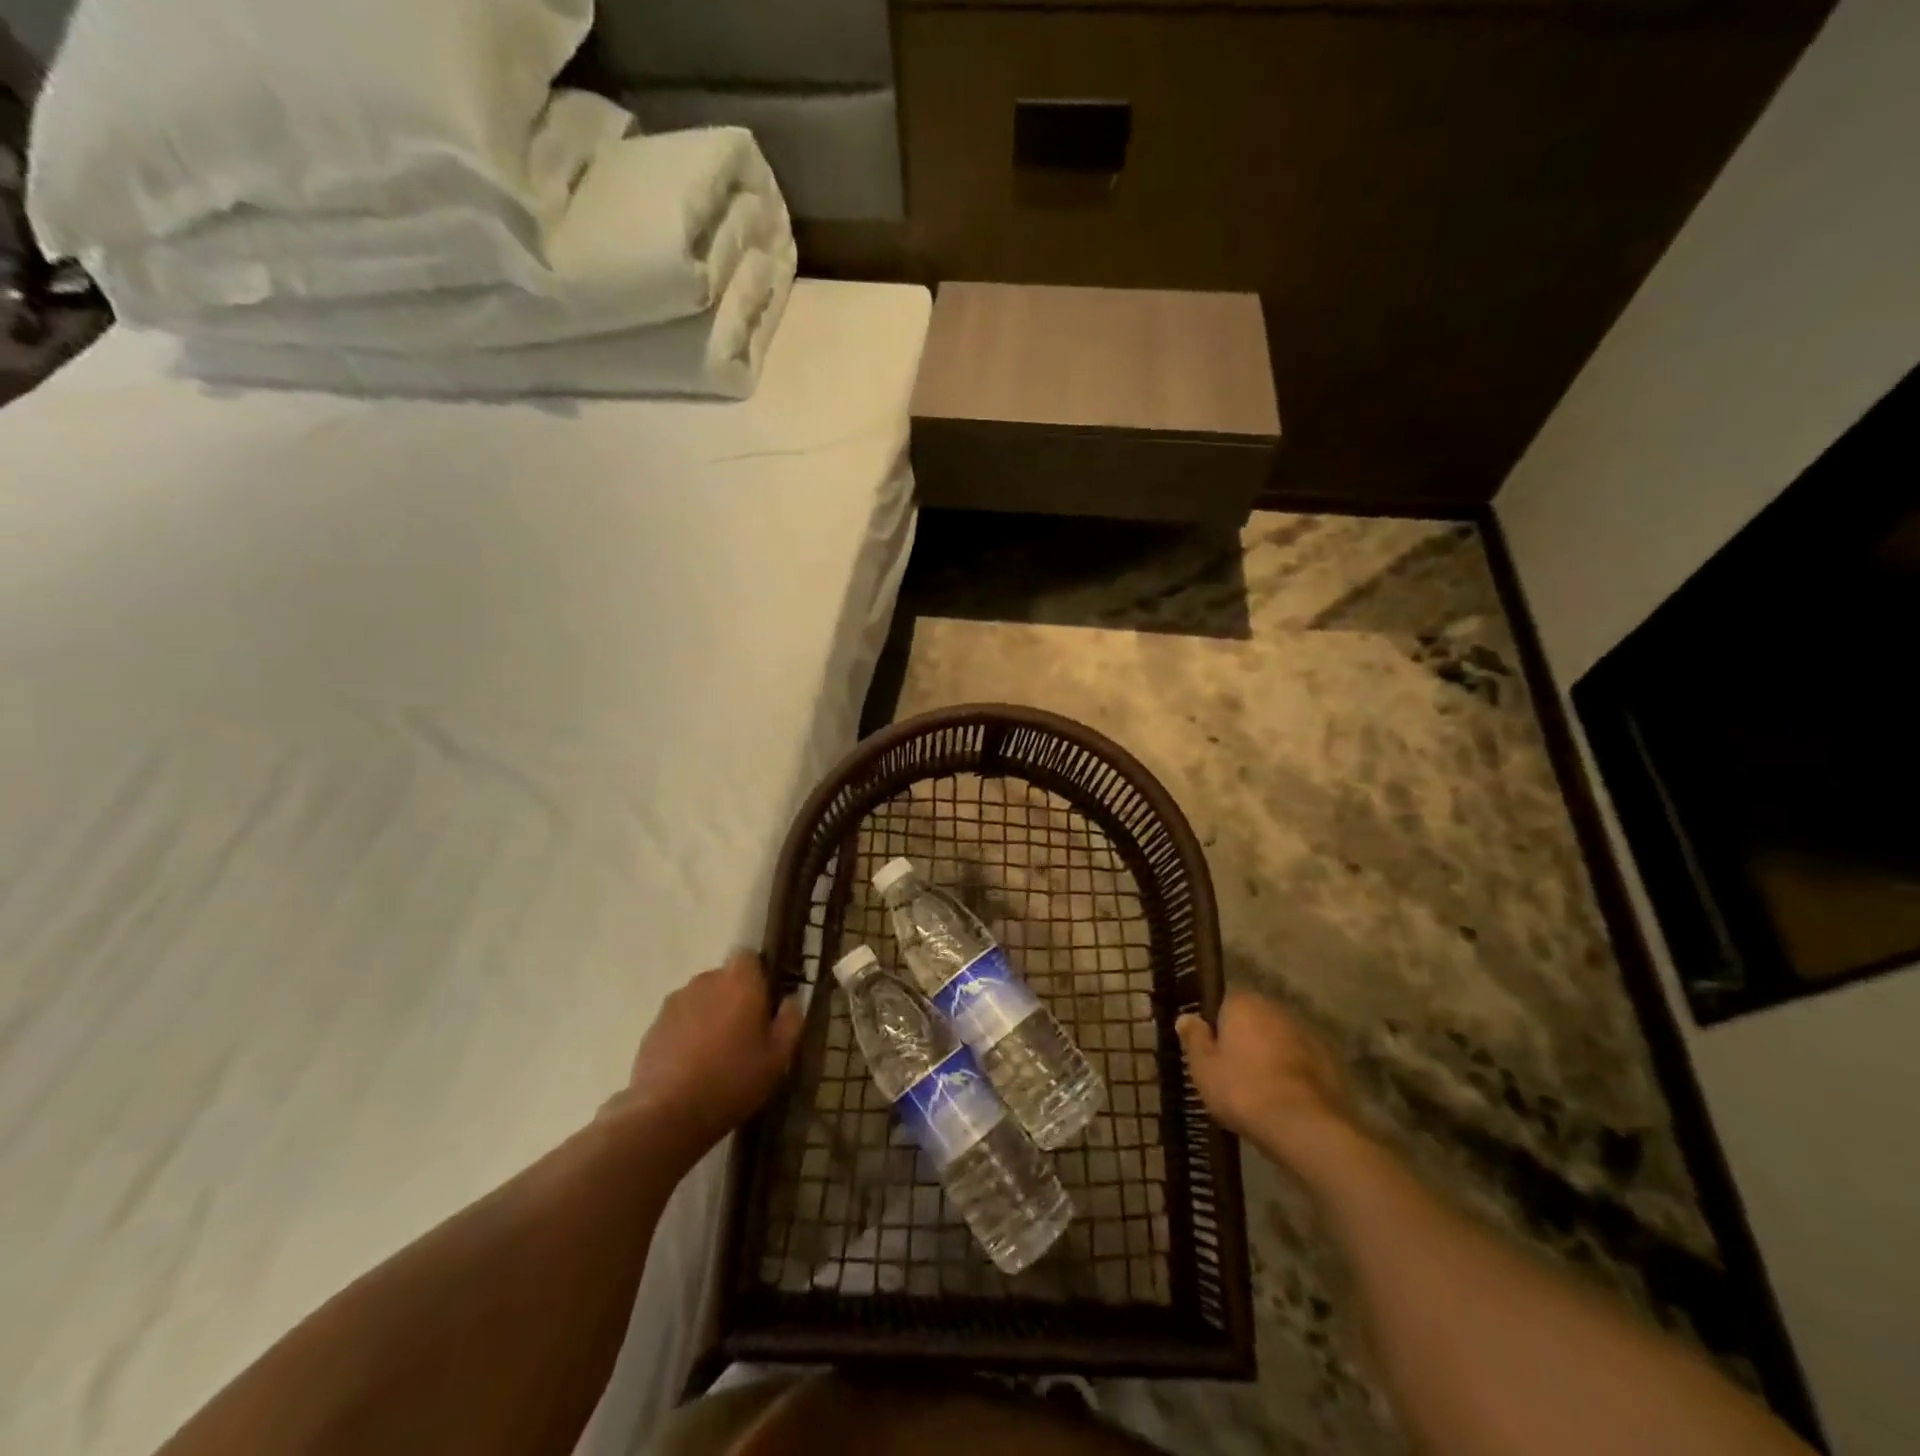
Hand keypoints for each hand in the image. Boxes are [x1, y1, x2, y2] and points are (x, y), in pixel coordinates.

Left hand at [619, 952, 803, 1157]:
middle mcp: (705, 980)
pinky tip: (691, 1065)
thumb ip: (790, 1021)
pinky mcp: (653, 1026)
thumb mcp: (778, 1057)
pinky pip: (679, 1020)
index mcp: (740, 981)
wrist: (668, 1114)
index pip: (750, 958)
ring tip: (715, 1052)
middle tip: (743, 1034)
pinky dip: (686, 1033)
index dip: (758, 977)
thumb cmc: (733, 1079)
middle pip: (724, 979)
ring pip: (700, 999)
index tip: (764, 1005)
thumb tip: (791, 1000)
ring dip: (709, 1015)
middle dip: (734, 998)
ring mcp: (675, 1002)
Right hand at [1177, 988, 1356, 1169]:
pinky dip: (1294, 1076)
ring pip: (1280, 1041)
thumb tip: (1186, 1017)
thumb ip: (1194, 1038)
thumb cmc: (1243, 1090)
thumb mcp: (1204, 1068)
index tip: (1211, 1054)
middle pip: (1254, 1021)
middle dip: (1245, 1041)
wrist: (1305, 1127)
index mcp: (1243, 1003)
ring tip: (1261, 1092)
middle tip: (1233, 1074)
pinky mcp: (1331, 1062)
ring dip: (1271, 1057)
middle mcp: (1276, 1009)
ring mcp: (1308, 1034)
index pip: (1223, 1005)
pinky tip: (1286, 1102)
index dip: (1216, 1029)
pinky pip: (1302, 1063)